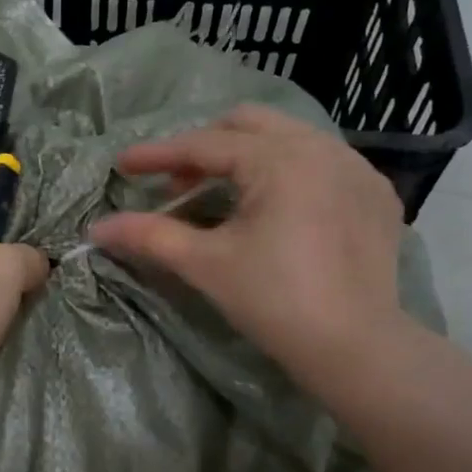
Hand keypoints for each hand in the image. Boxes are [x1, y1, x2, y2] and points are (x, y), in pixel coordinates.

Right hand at [89, 105, 408, 385]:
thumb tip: (96, 229)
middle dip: (205, 146)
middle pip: (248, 124)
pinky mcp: (376, 194)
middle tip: (177, 183)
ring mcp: (357, 168)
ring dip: (247, 156)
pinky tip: (277, 207)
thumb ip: (150, 236)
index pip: (205, 145)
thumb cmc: (274, 301)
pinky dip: (289, 171)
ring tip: (223, 194)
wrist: (355, 347)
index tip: (122, 165)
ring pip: (289, 138)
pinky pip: (323, 162)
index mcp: (280, 159)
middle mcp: (322, 147)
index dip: (158, 154)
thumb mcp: (205, 264)